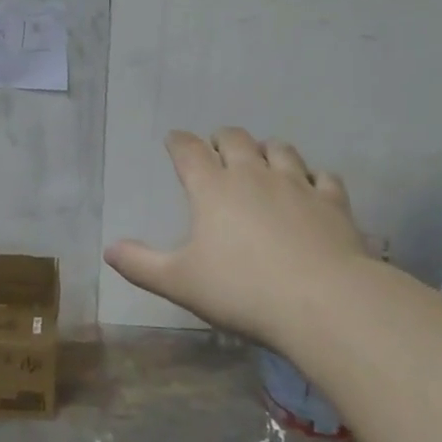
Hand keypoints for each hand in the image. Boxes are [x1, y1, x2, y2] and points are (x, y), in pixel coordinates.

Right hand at [105, 128, 368, 349]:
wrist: (323, 302)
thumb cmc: (242, 290)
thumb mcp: (180, 283)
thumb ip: (141, 264)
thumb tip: (109, 250)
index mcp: (212, 189)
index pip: (189, 150)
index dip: (179, 142)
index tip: (174, 140)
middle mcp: (253, 175)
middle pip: (235, 139)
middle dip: (222, 139)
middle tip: (217, 148)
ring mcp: (297, 184)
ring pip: (280, 150)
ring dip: (267, 150)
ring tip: (263, 159)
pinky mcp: (333, 202)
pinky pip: (324, 177)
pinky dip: (314, 177)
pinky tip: (313, 186)